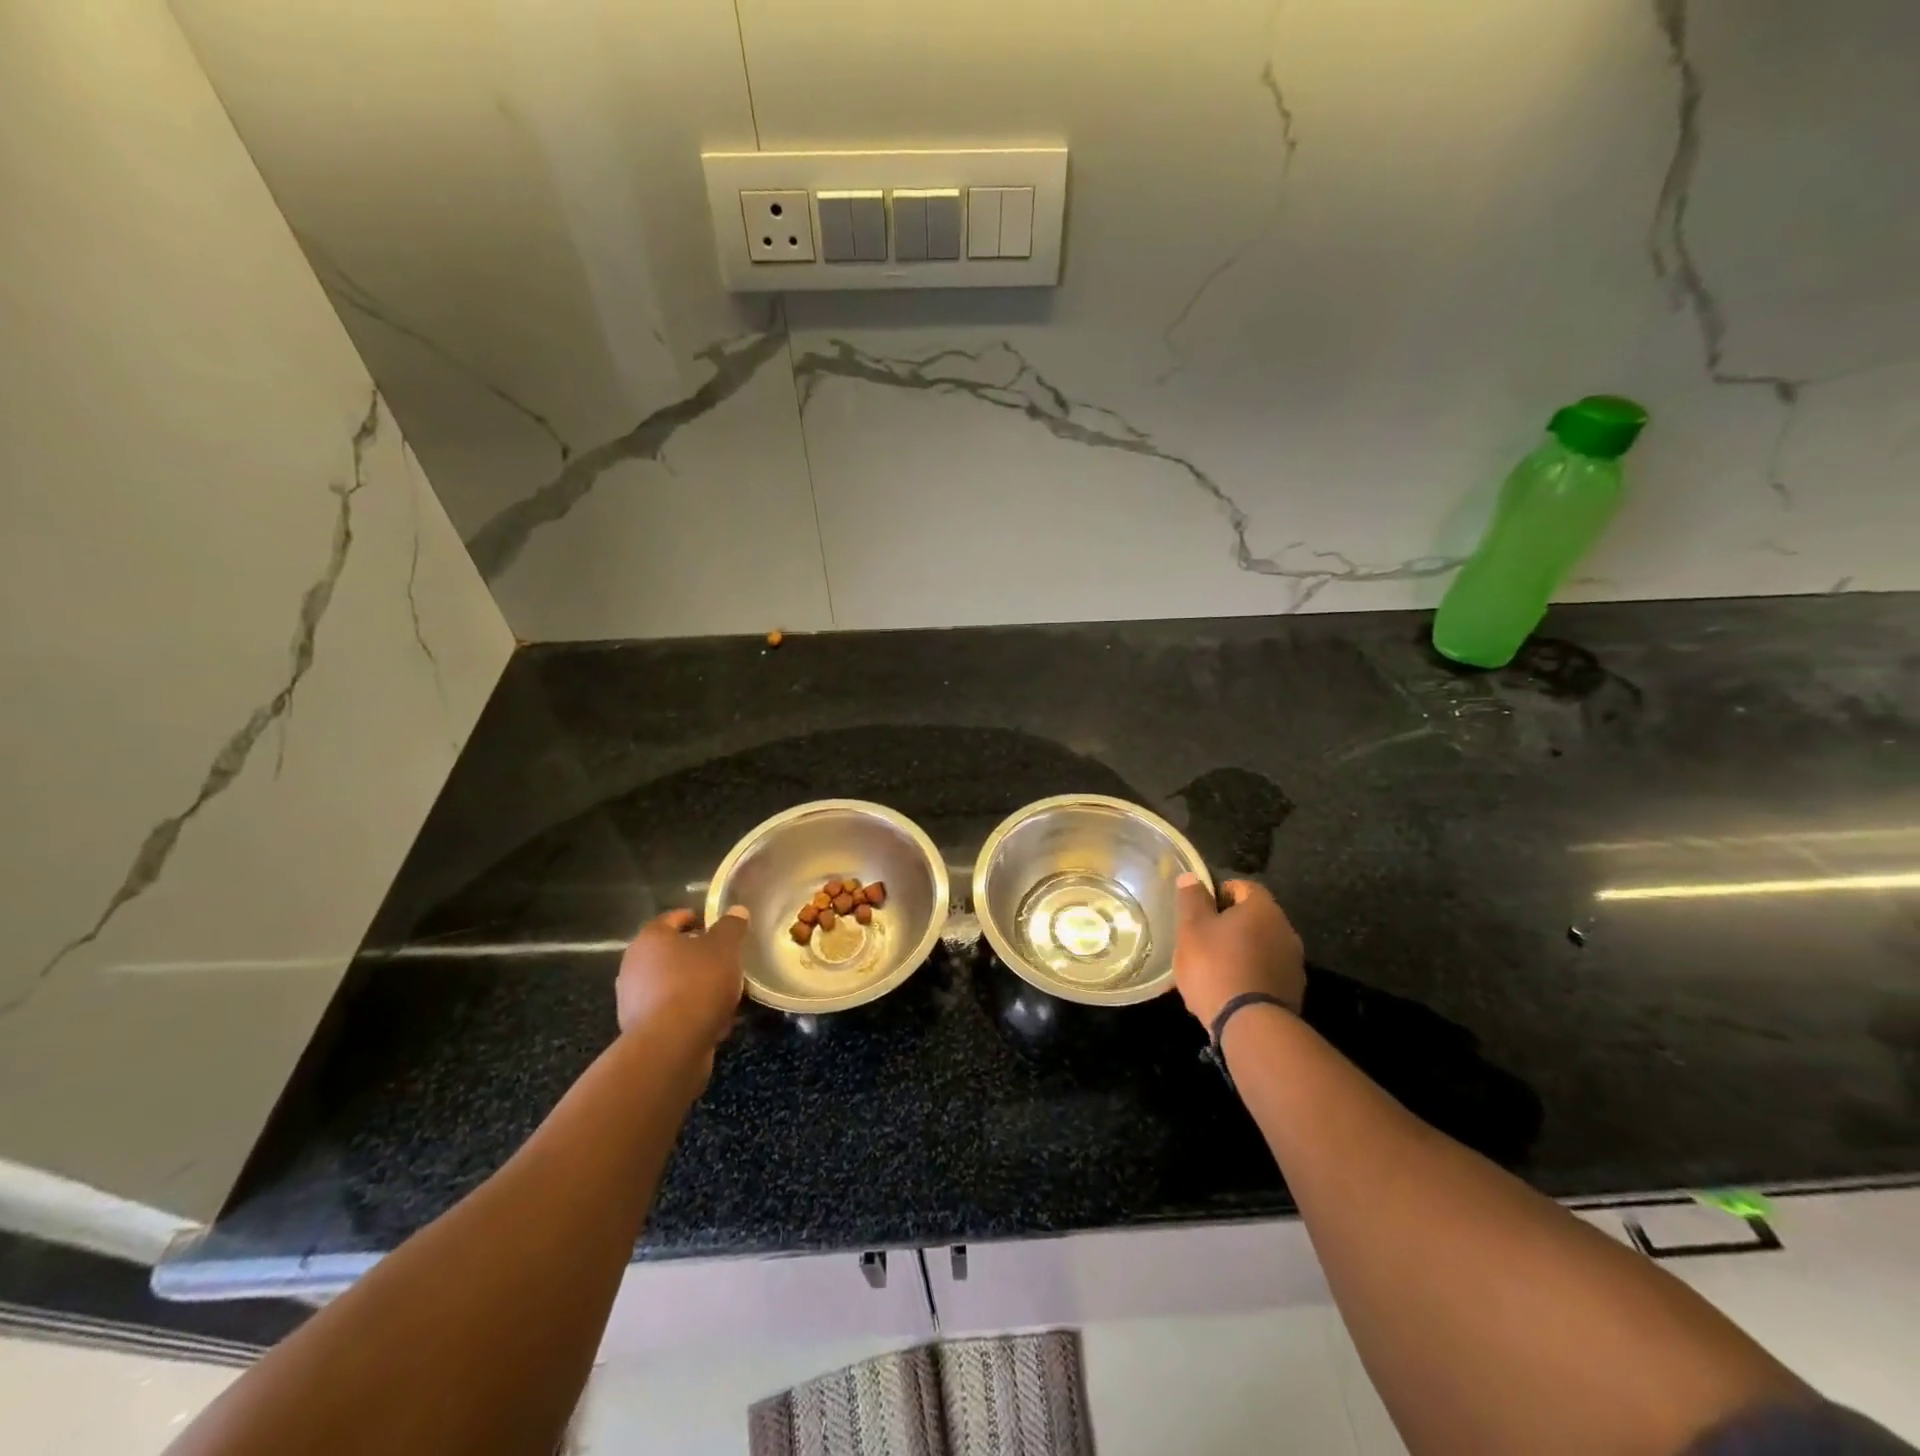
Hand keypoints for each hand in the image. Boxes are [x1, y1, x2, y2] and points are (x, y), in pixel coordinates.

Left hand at [615, 908, 748, 1055]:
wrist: (671, 1045)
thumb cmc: (697, 983)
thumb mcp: (725, 947)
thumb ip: (731, 927)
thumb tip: (736, 910)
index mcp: (650, 939)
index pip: (670, 919)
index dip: (692, 918)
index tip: (711, 923)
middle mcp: (634, 966)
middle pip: (669, 953)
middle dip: (694, 955)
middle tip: (722, 958)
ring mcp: (633, 1000)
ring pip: (670, 984)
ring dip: (694, 986)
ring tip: (723, 992)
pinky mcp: (640, 1030)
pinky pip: (670, 1012)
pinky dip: (689, 1012)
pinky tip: (714, 1020)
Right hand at [1173, 875, 1306, 1029]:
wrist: (1250, 1025)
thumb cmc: (1215, 967)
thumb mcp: (1192, 928)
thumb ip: (1192, 899)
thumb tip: (1192, 877)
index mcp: (1263, 909)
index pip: (1242, 886)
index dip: (1218, 893)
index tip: (1199, 911)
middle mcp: (1286, 930)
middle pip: (1253, 918)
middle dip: (1228, 925)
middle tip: (1202, 940)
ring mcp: (1293, 963)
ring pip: (1259, 947)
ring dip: (1239, 951)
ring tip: (1212, 970)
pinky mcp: (1293, 991)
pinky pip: (1265, 973)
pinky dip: (1249, 975)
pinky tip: (1228, 991)